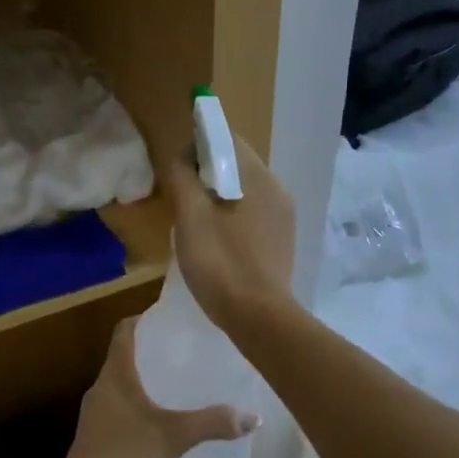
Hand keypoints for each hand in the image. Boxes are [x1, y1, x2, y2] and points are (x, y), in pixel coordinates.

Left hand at [63, 317, 256, 457]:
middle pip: (121, 359)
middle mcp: (99, 388)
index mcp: (115, 374)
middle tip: (179, 355)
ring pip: (117, 387)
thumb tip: (254, 417)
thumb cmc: (130, 453)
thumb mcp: (176, 436)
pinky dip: (133, 409)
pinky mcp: (92, 439)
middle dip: (147, 355)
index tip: (165, 320)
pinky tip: (154, 425)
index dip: (142, 321)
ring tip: (171, 388)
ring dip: (140, 384)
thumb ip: (214, 423)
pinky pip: (115, 411)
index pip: (123, 332)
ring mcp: (92, 415)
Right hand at [165, 135, 295, 334]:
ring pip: (244, 190)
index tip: (175, 163)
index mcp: (258, 177)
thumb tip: (181, 156)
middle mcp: (277, 189)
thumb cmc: (220, 262)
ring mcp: (283, 217)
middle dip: (206, 171)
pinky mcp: (281, 240)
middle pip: (237, 164)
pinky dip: (231, 215)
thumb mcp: (190, 217)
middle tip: (179, 192)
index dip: (198, 142)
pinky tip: (215, 238)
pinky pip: (252, 213)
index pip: (227, 139)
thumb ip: (182, 178)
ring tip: (193, 217)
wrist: (259, 317)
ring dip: (218, 194)